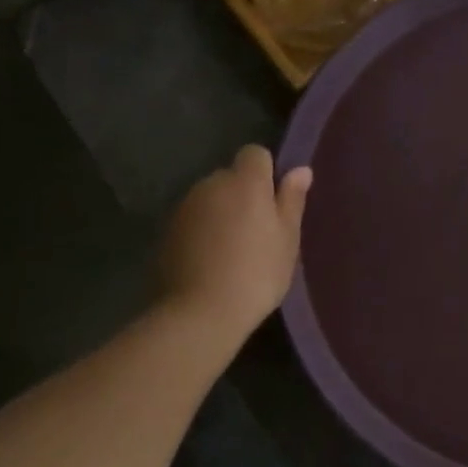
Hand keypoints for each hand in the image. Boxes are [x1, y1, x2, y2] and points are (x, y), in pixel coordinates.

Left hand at [157, 146, 311, 337]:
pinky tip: (212, 260)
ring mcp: (185, 207)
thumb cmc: (257, 273)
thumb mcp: (287, 239)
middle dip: (244, 194)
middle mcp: (211, 184)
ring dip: (222, 213)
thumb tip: (300, 170)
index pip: (255, 154)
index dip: (266, 172)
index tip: (275, 202)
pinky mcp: (167, 230)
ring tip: (234, 249)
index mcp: (245, 182)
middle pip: (231, 176)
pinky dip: (204, 231)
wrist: (200, 312)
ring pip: (211, 198)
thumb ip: (292, 200)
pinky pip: (194, 219)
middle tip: (259, 231)